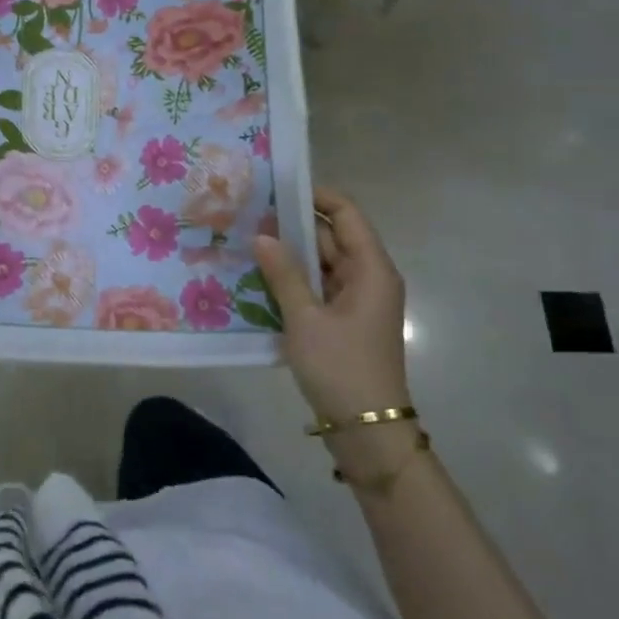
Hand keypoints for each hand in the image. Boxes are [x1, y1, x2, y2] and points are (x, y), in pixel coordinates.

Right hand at [254, 187, 409, 424]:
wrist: (367, 432)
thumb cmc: (341, 367)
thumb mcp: (306, 318)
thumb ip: (284, 274)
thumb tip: (262, 236)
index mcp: (371, 269)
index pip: (346, 214)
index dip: (316, 195)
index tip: (277, 187)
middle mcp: (368, 278)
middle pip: (332, 237)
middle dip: (293, 225)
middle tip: (248, 215)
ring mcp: (357, 302)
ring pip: (322, 264)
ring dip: (290, 255)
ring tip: (246, 241)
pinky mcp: (344, 322)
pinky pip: (318, 289)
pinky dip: (294, 281)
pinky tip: (259, 279)